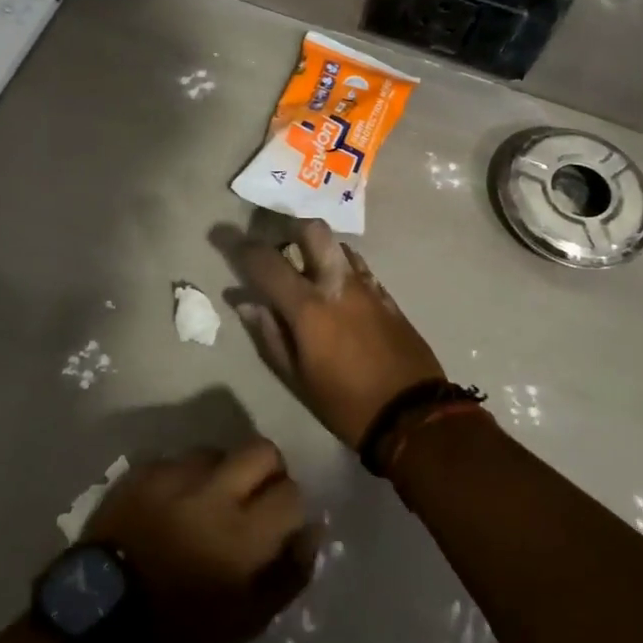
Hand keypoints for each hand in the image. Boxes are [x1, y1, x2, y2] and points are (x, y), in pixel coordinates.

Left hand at [83, 441, 317, 642]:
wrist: (100, 619)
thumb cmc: (179, 630)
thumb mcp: (246, 621)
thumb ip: (289, 574)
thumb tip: (313, 530)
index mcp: (242, 535)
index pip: (291, 493)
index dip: (289, 507)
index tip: (278, 523)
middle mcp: (212, 493)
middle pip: (261, 450)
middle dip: (266, 470)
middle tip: (252, 498)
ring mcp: (173, 476)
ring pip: (217, 451)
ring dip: (221, 472)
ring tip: (205, 502)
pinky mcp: (143, 470)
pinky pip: (178, 460)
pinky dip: (184, 478)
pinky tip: (172, 505)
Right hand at [221, 218, 446, 448]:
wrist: (412, 414)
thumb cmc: (345, 403)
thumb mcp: (297, 378)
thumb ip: (269, 334)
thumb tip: (245, 302)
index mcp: (309, 306)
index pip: (268, 262)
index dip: (244, 249)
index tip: (230, 242)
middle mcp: (337, 283)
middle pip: (312, 230)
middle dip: (290, 228)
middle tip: (277, 244)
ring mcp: (366, 285)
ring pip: (338, 244)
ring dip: (317, 248)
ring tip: (305, 266)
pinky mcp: (386, 295)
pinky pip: (358, 266)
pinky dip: (339, 266)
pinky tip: (335, 286)